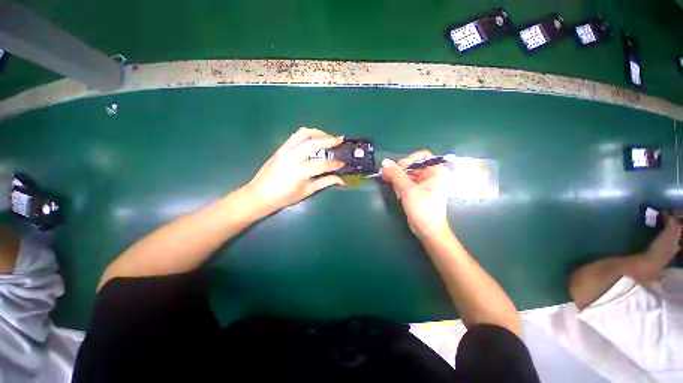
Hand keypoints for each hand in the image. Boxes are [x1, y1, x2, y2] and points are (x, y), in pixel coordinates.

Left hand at [246, 127, 345, 213]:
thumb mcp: (307, 191)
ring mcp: (285, 150)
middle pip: (314, 142)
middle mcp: (292, 157)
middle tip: (340, 139)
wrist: (260, 194)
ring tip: (328, 137)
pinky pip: (296, 135)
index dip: (334, 164)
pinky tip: (314, 139)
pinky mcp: (280, 147)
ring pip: (304, 133)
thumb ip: (325, 182)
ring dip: (318, 132)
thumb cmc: (284, 197)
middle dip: (330, 139)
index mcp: (299, 172)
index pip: (322, 165)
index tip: (342, 163)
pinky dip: (308, 134)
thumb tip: (341, 180)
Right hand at [381, 150, 451, 238]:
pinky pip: (409, 182)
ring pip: (409, 174)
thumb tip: (385, 161)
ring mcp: (427, 183)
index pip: (422, 156)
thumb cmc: (422, 208)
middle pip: (413, 166)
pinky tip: (398, 193)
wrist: (428, 230)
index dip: (408, 160)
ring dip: (398, 179)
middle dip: (399, 171)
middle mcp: (433, 175)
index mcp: (437, 171)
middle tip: (386, 175)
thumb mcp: (407, 189)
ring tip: (393, 187)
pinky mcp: (420, 190)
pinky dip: (401, 185)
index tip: (396, 168)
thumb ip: (396, 174)